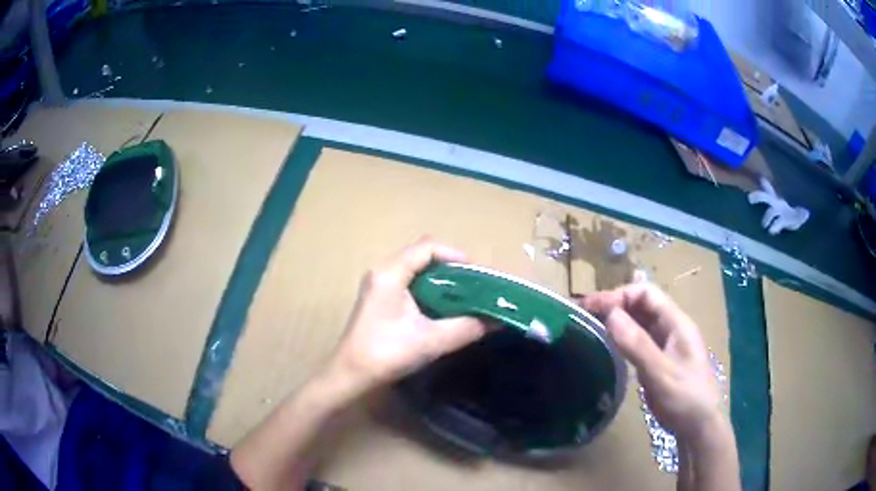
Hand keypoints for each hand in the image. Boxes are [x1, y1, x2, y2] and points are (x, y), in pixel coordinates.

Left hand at [326, 238, 487, 395]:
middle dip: (451, 267)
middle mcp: (382, 270)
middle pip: (422, 254)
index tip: (477, 275)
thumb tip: (497, 320)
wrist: (351, 374)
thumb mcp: (431, 341)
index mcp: (390, 273)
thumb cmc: (387, 354)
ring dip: (441, 278)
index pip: (427, 247)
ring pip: (416, 267)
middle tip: (474, 287)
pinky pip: (409, 280)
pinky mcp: (379, 295)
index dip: (456, 256)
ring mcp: (378, 282)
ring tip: (464, 296)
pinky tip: (442, 306)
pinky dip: (429, 287)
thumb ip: (467, 327)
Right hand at [581, 283, 725, 443]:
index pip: (646, 294)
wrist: (697, 426)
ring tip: (589, 323)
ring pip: (638, 321)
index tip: (593, 307)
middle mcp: (670, 328)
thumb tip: (610, 314)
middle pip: (641, 304)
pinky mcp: (657, 359)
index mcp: (677, 323)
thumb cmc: (685, 397)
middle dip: (614, 304)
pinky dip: (620, 336)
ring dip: (616, 319)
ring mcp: (664, 344)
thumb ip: (637, 345)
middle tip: (584, 313)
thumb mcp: (661, 373)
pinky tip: (606, 343)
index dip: (620, 295)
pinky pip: (637, 340)